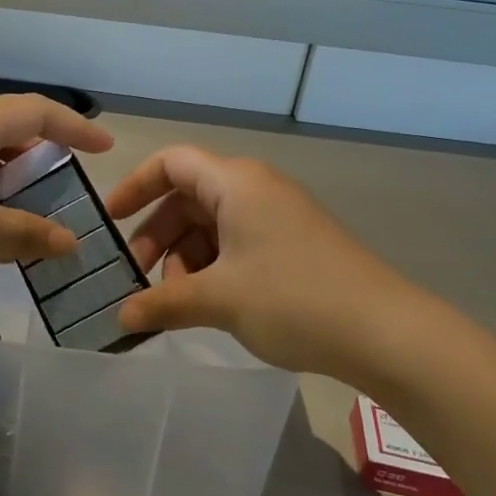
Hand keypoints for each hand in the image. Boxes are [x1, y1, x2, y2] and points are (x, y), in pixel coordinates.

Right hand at [107, 147, 425, 377]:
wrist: (385, 332)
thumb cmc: (293, 299)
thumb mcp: (219, 300)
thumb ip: (163, 304)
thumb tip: (120, 317)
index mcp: (236, 182)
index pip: (171, 163)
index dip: (135, 186)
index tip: (109, 222)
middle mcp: (256, 189)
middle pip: (188, 197)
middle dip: (157, 236)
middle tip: (137, 278)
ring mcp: (278, 217)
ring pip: (212, 225)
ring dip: (185, 258)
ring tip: (177, 302)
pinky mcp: (294, 244)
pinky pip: (237, 243)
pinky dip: (213, 268)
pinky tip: (207, 304)